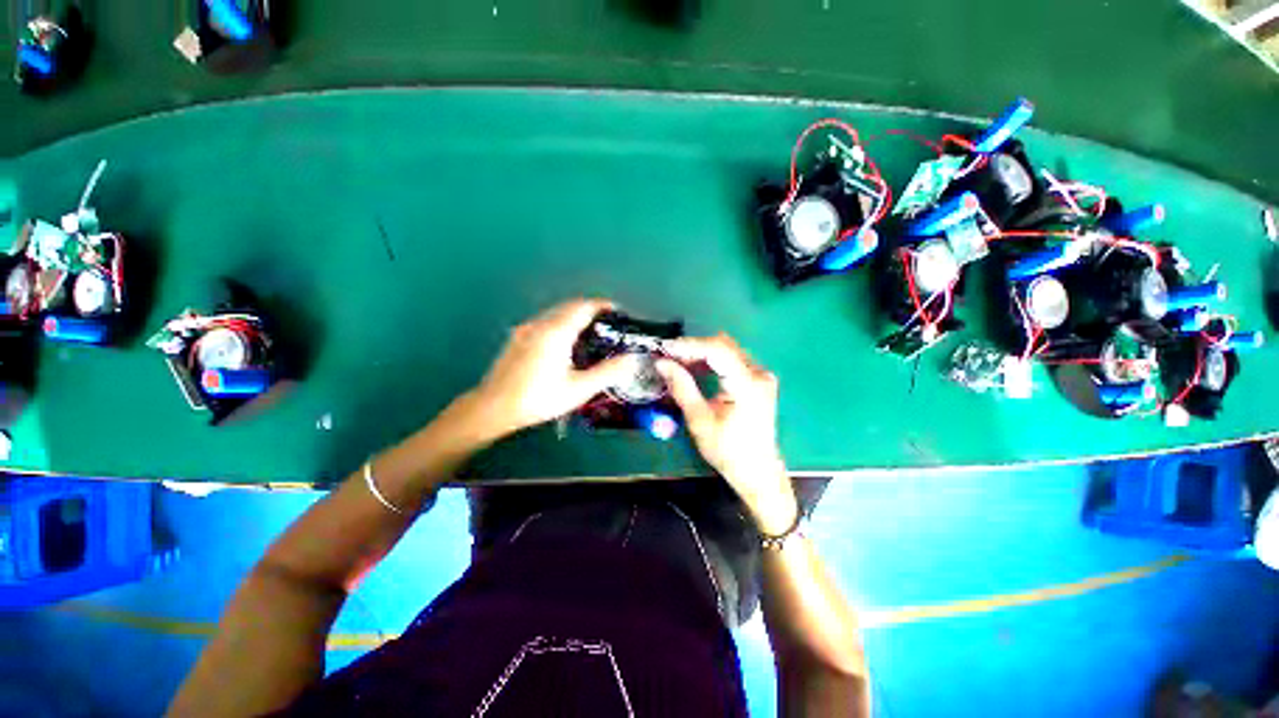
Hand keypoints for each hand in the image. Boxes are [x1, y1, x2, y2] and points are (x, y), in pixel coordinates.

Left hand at [471, 299, 640, 438]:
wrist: (493, 407)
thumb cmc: (539, 398)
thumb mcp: (579, 389)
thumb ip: (608, 372)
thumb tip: (633, 359)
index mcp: (557, 331)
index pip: (584, 306)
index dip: (604, 306)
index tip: (619, 312)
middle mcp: (541, 323)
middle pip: (570, 306)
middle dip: (591, 310)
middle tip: (609, 325)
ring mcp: (526, 329)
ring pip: (556, 313)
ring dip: (576, 317)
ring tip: (591, 334)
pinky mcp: (518, 338)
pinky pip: (546, 322)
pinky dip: (562, 325)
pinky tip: (566, 345)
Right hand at [657, 334, 798, 534]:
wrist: (758, 471)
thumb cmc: (728, 452)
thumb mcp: (699, 421)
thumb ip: (682, 387)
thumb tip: (661, 363)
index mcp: (748, 385)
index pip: (717, 350)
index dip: (689, 345)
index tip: (664, 349)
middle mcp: (759, 373)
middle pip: (722, 345)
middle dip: (692, 347)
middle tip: (667, 356)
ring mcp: (760, 375)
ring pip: (726, 350)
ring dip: (700, 352)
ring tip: (676, 361)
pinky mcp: (757, 379)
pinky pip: (730, 359)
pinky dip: (710, 360)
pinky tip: (694, 368)